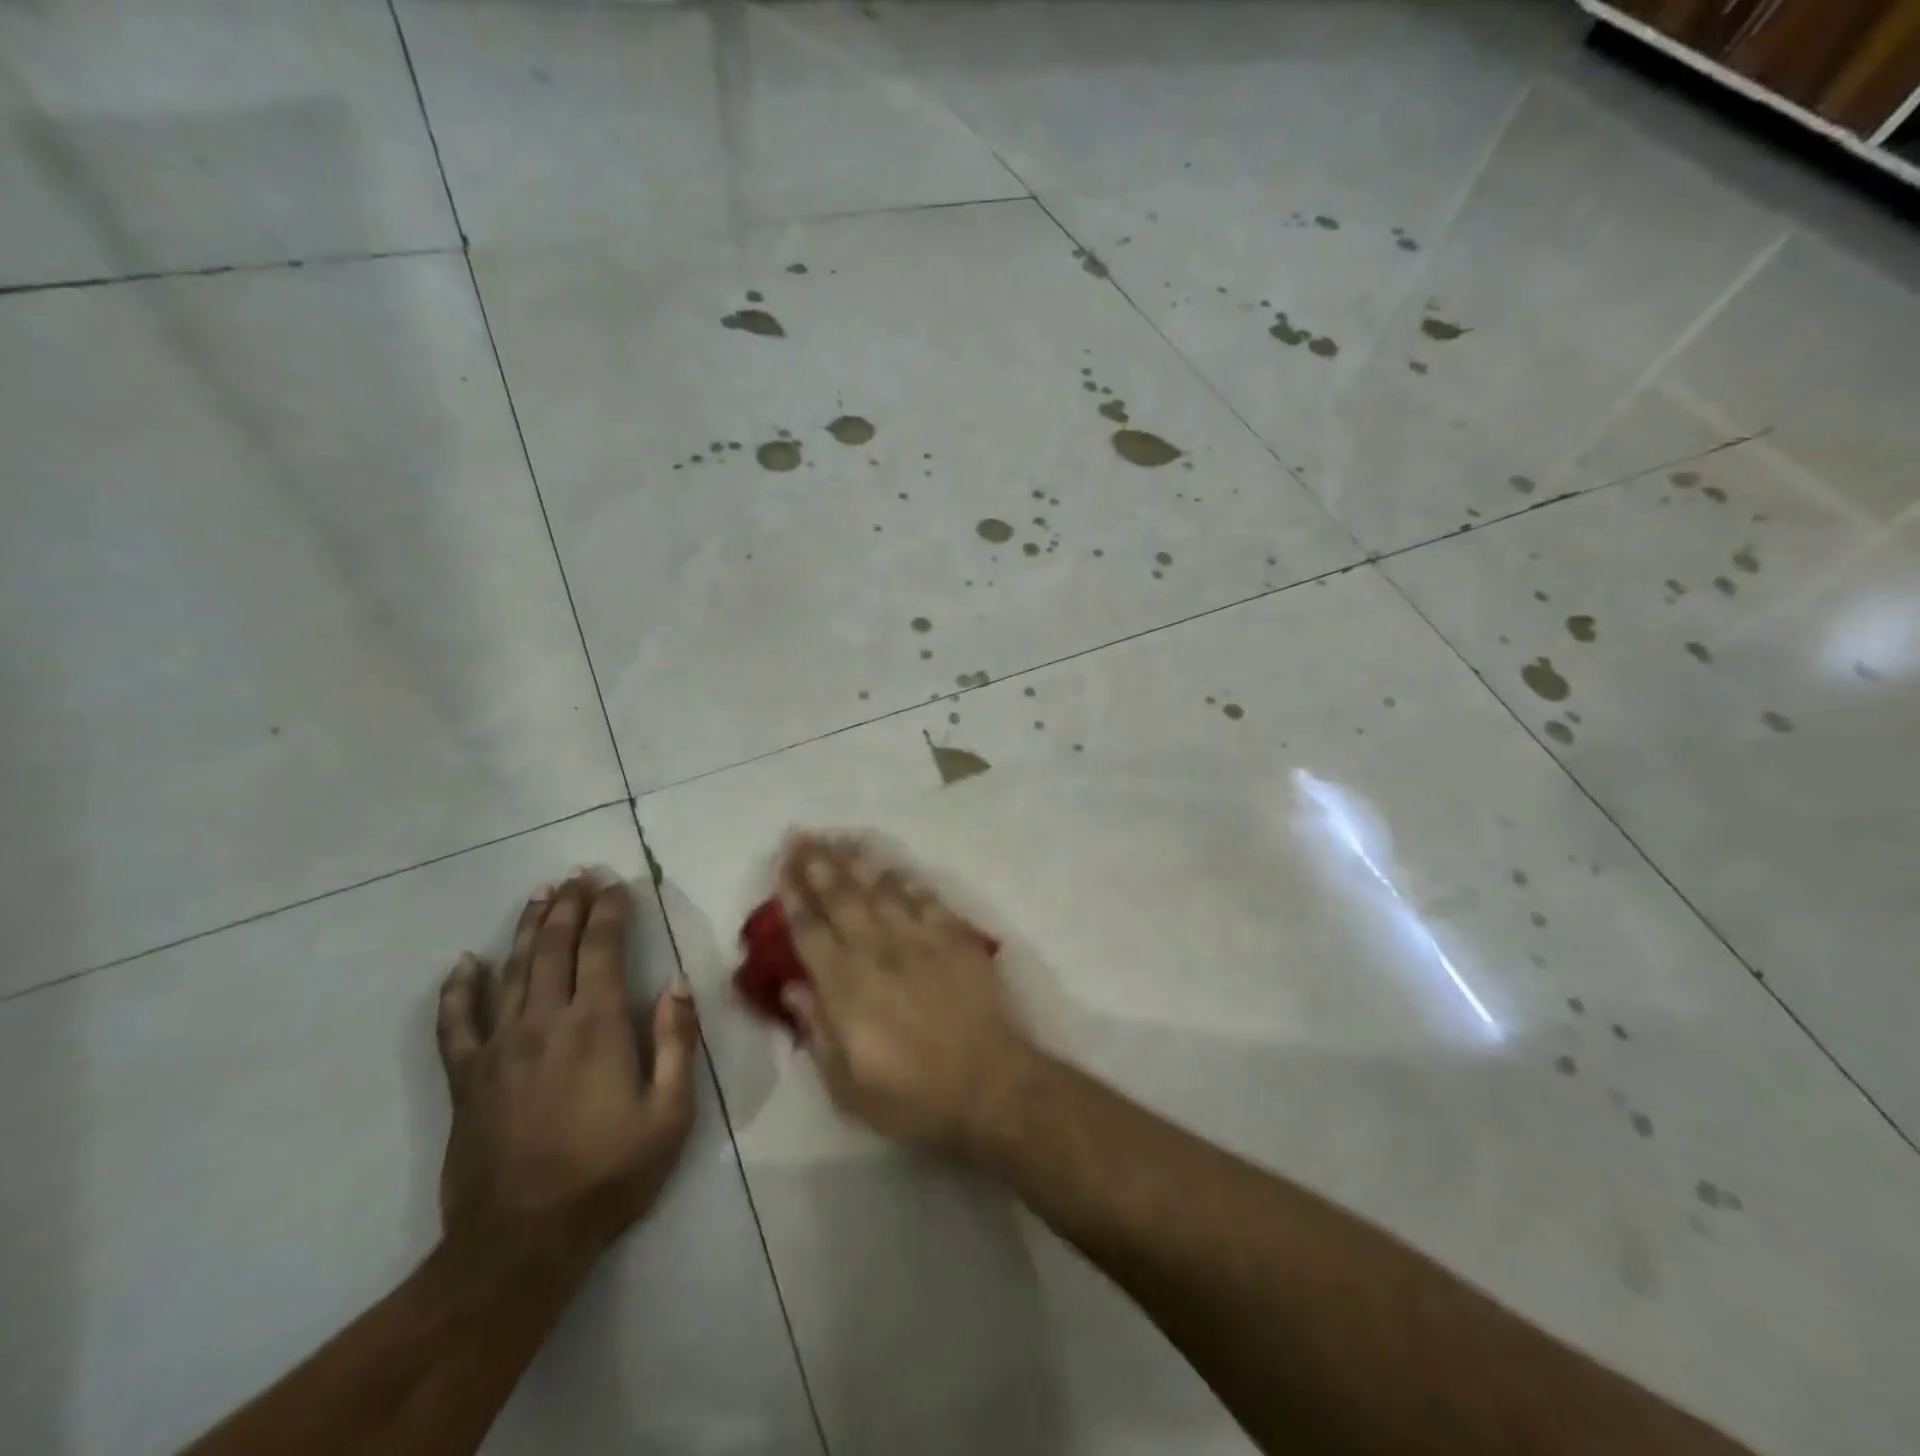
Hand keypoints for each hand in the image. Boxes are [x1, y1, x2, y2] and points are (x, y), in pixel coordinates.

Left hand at [435, 872, 697, 1264]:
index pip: (604, 948)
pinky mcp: (466, 1079)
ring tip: (540, 894)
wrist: (520, 1243)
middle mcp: (545, 1022)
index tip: (617, 883)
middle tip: (579, 874)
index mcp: (596, 1025)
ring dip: (527, 928)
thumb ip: (677, 1043)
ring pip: (512, 971)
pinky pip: (456, 1024)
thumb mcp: (669, 1114)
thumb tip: (677, 984)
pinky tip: (463, 964)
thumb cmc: (608, 1175)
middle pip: (555, 947)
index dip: (610, 910)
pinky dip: (457, 990)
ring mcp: (499, 1048)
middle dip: (570, 905)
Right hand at [775, 833, 1037, 1155]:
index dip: (793, 895)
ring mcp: (919, 940)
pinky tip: (893, 866)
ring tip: (838, 837)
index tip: (782, 865)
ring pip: (881, 889)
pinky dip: (906, 880)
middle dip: (817, 863)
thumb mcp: (847, 1086)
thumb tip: (793, 987)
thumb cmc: (912, 1096)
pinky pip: (925, 899)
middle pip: (842, 897)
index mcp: (846, 987)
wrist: (990, 1085)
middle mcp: (878, 951)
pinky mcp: (954, 938)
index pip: (810, 931)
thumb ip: (817, 1030)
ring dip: (856, 861)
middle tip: (800, 835)